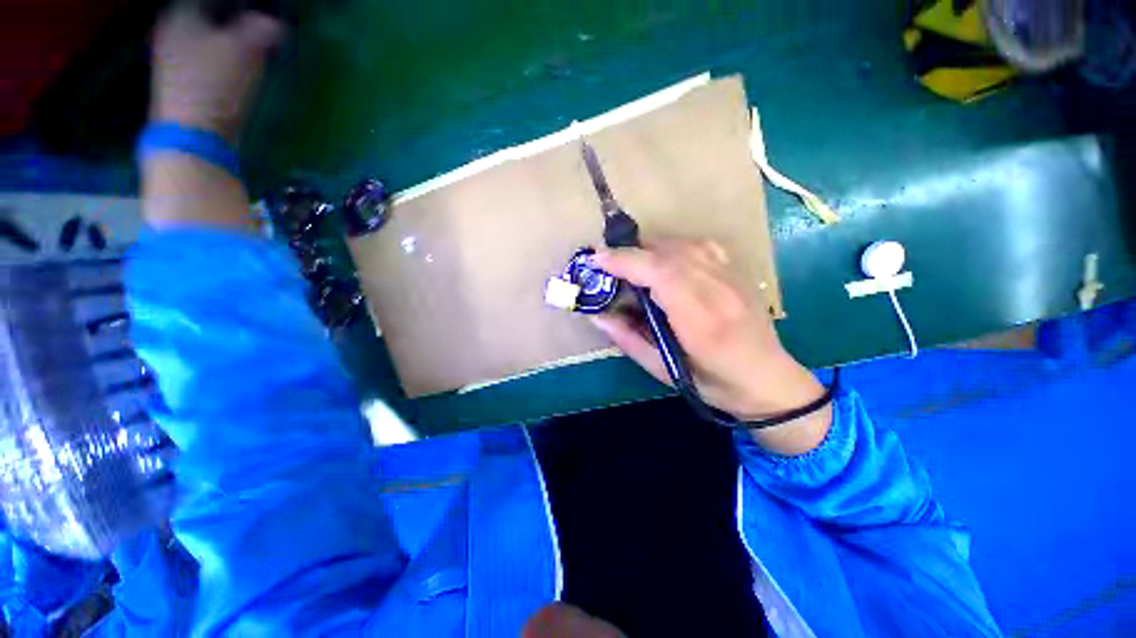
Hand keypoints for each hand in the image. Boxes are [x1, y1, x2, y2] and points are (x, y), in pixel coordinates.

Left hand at [151, 7, 283, 140]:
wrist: (193, 132)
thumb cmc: (215, 82)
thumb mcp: (246, 49)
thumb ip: (263, 28)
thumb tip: (276, 23)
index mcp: (181, 13)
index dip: (240, 5)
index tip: (259, 12)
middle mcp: (170, 28)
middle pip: (205, 14)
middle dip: (231, 17)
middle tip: (258, 24)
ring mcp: (172, 56)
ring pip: (204, 34)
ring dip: (228, 37)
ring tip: (252, 44)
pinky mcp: (180, 80)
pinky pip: (204, 55)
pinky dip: (221, 55)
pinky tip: (237, 65)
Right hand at [591, 239, 830, 454]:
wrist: (769, 380)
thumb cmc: (714, 384)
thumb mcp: (663, 372)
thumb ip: (628, 340)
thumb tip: (597, 316)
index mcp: (702, 321)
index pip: (661, 274)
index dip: (626, 261)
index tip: (597, 261)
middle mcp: (719, 290)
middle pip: (669, 252)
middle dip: (631, 253)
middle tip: (606, 264)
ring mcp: (733, 276)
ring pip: (684, 244)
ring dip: (650, 249)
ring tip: (631, 264)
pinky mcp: (737, 271)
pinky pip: (699, 246)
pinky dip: (673, 248)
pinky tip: (663, 262)